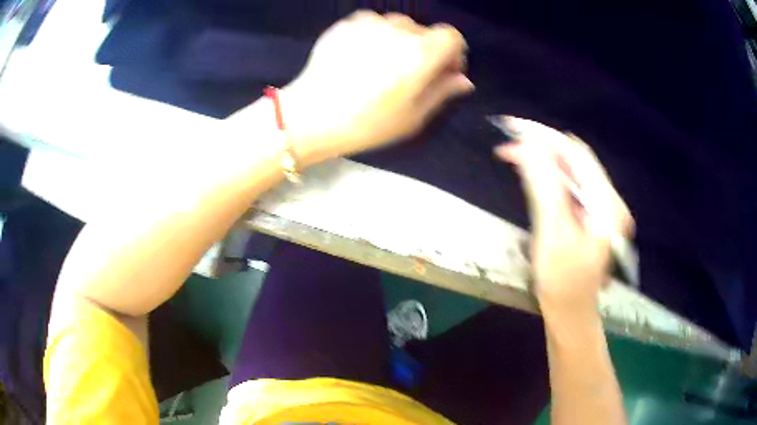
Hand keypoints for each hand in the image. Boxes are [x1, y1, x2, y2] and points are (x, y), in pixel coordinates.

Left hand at [282, 11, 473, 164]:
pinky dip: (374, 36)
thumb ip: (442, 92)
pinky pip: (371, 24)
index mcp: (420, 53)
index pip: (452, 36)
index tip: (444, 71)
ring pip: (397, 25)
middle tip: (409, 74)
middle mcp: (398, 30)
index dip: (453, 52)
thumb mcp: (413, 117)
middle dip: (425, 49)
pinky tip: (361, 57)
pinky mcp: (345, 24)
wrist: (311, 115)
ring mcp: (369, 23)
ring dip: (399, 41)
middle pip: (424, 31)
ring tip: (381, 65)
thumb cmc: (367, 123)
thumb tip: (463, 79)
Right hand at [495, 117, 632, 313]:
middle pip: (577, 158)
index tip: (513, 130)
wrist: (571, 313)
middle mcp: (612, 201)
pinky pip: (574, 184)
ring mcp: (606, 207)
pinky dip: (553, 175)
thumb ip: (543, 188)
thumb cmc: (561, 283)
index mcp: (607, 207)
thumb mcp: (551, 235)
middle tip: (509, 144)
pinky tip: (535, 174)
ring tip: (515, 155)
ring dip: (546, 159)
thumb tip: (527, 147)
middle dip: (543, 146)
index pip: (577, 155)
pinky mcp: (596, 214)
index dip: (545, 138)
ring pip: (574, 169)